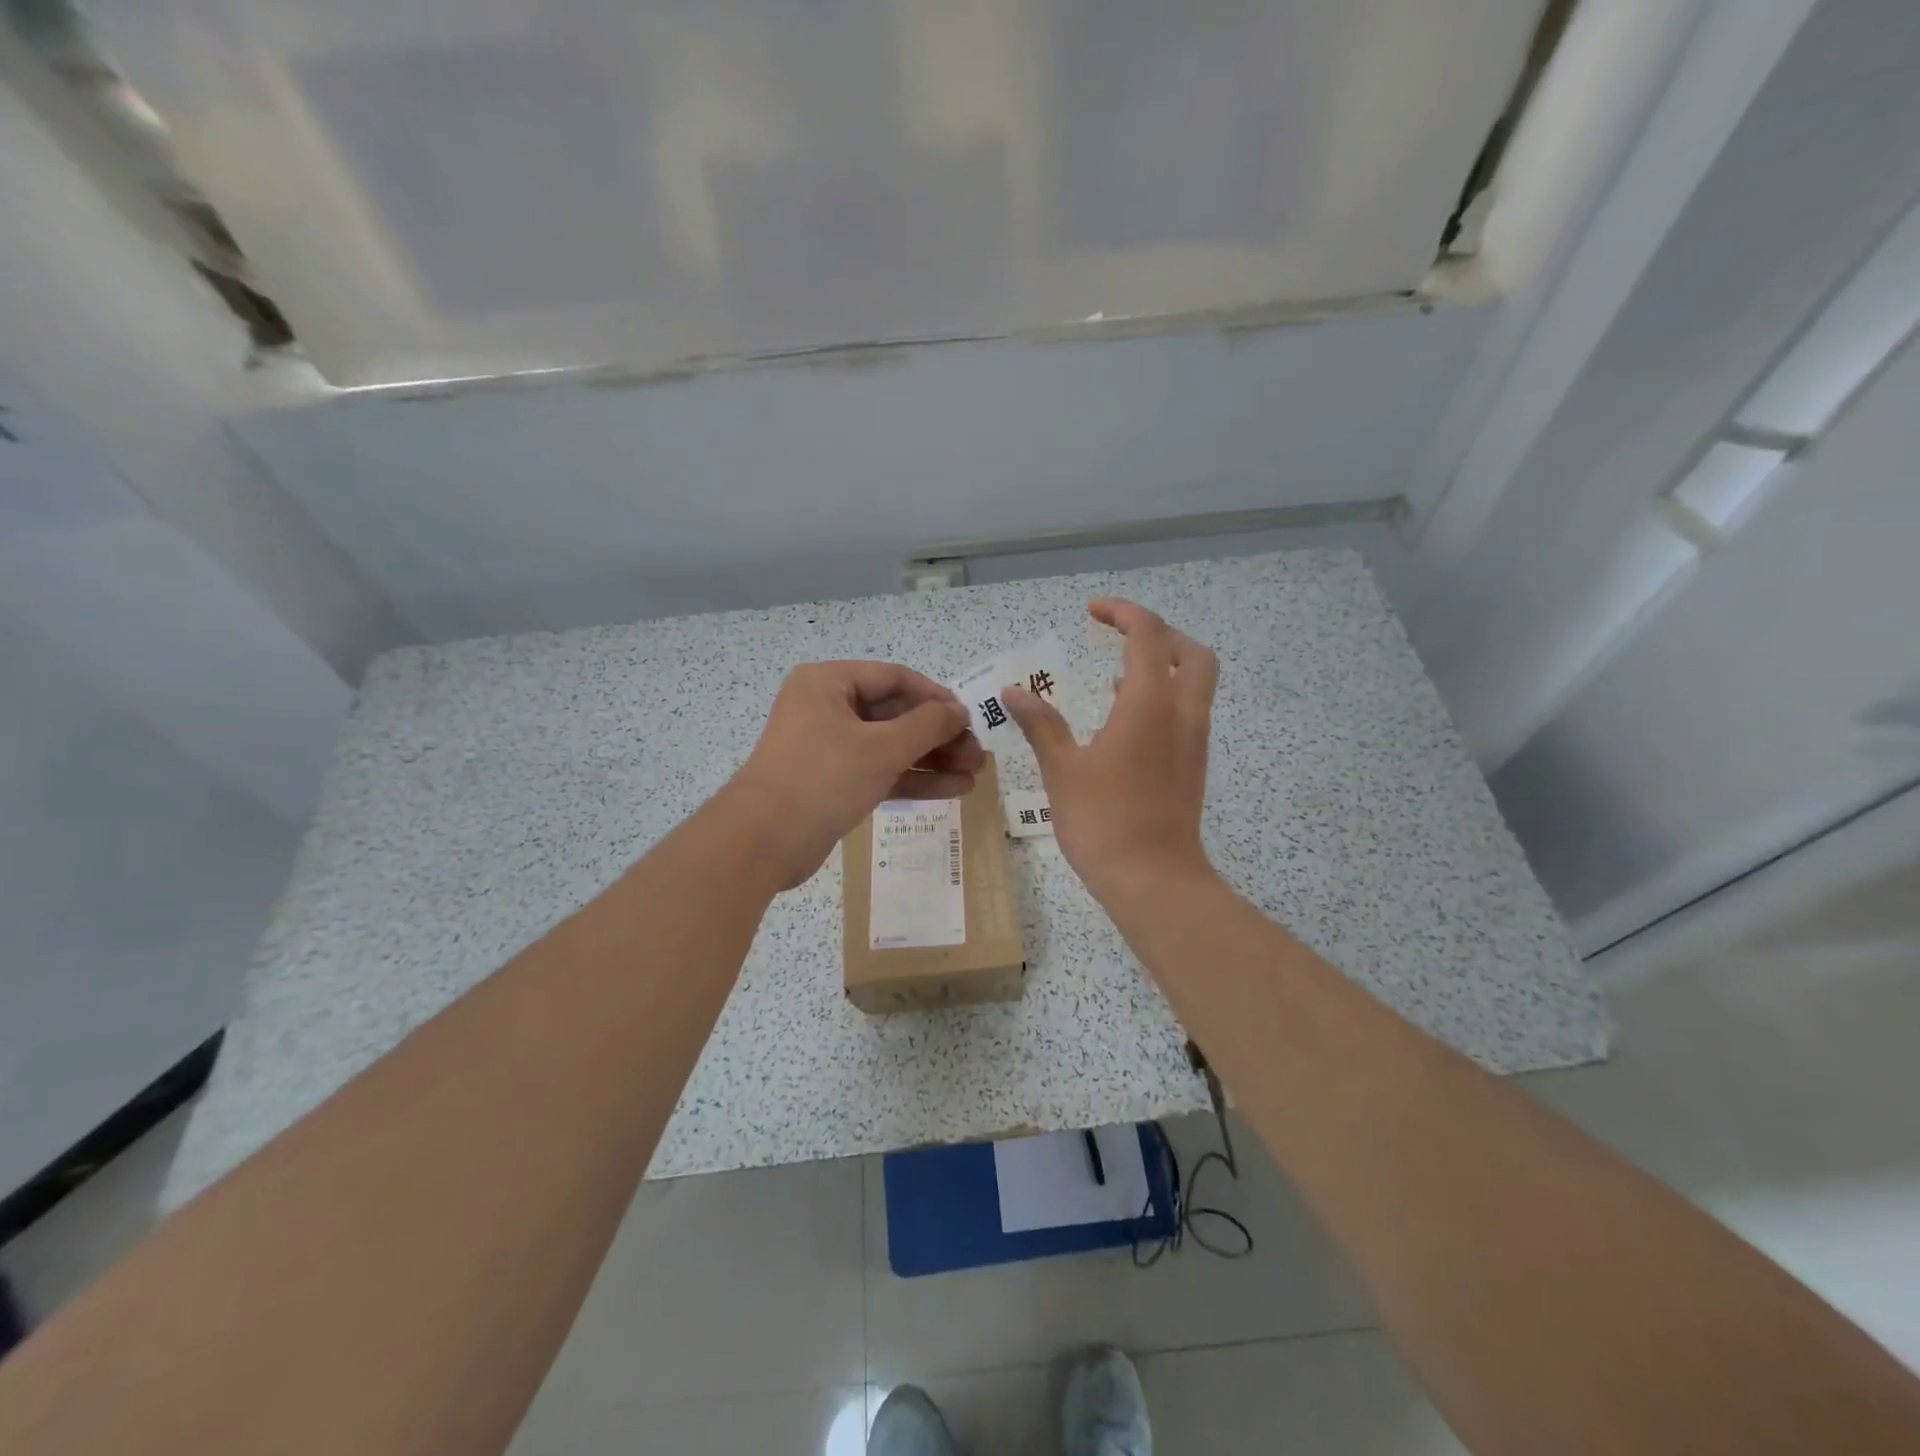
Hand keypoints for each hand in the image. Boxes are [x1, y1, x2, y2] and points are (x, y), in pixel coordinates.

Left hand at [722, 661, 983, 888]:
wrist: (763, 842)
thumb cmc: (822, 778)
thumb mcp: (882, 747)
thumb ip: (927, 725)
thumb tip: (958, 711)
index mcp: (829, 683)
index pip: (894, 678)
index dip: (936, 696)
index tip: (969, 717)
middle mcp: (827, 708)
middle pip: (895, 714)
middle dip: (939, 736)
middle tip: (978, 755)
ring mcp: (829, 747)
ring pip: (891, 746)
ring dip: (932, 759)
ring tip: (974, 774)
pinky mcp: (834, 782)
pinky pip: (880, 771)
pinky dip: (913, 779)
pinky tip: (953, 790)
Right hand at [1004, 599, 1217, 904]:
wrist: (1154, 880)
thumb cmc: (1103, 821)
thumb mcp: (1063, 770)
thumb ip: (1041, 724)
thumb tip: (1014, 692)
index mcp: (1149, 704)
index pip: (1148, 634)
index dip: (1122, 613)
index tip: (1092, 612)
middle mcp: (1182, 713)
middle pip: (1191, 651)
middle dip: (1158, 633)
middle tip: (1119, 636)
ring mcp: (1194, 740)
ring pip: (1196, 682)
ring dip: (1165, 664)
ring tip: (1118, 672)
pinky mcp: (1193, 765)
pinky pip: (1188, 710)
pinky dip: (1165, 696)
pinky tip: (1127, 718)